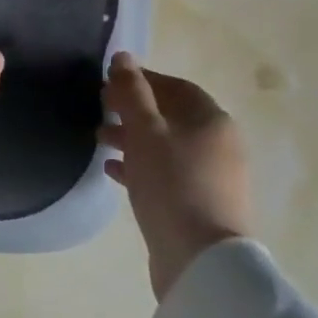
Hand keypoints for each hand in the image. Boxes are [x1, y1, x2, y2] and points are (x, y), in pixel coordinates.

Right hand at [100, 52, 251, 299]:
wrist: (201, 260)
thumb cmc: (172, 184)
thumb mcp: (145, 131)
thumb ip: (131, 92)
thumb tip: (123, 56)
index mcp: (212, 120)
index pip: (175, 87)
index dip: (142, 80)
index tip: (108, 82)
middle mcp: (218, 144)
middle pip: (171, 116)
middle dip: (133, 109)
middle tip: (99, 108)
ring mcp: (211, 177)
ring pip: (166, 146)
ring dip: (132, 138)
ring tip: (99, 138)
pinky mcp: (199, 205)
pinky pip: (166, 174)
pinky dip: (140, 166)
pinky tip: (112, 170)